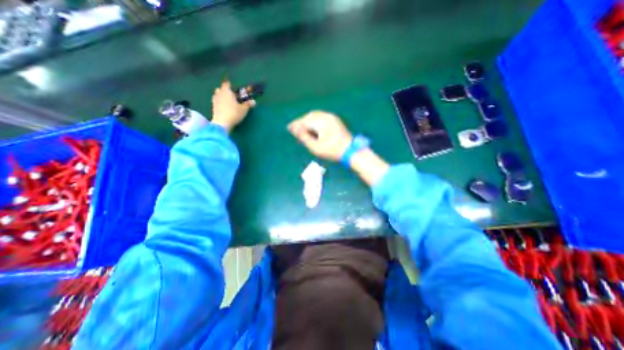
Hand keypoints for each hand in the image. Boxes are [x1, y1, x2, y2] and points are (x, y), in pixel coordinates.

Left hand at [212, 79, 254, 130]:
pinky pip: (217, 102)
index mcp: (226, 91)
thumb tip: (254, 101)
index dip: (230, 85)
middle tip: (232, 96)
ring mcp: (215, 100)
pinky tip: (225, 108)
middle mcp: (219, 94)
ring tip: (229, 103)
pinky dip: (220, 104)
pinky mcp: (213, 108)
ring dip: (222, 97)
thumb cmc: (234, 113)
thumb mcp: (243, 109)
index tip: (234, 88)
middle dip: (226, 91)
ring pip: (218, 96)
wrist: (222, 123)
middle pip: (221, 89)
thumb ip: (248, 104)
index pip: (227, 84)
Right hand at [287, 110, 350, 160]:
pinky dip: (314, 120)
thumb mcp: (316, 147)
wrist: (351, 151)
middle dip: (301, 121)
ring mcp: (332, 117)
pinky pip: (321, 117)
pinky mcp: (335, 120)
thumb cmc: (333, 151)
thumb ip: (304, 137)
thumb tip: (294, 129)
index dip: (296, 124)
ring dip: (307, 120)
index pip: (305, 121)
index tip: (288, 128)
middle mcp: (327, 116)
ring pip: (315, 115)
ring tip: (301, 128)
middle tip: (294, 128)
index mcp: (322, 122)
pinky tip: (312, 126)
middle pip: (310, 116)